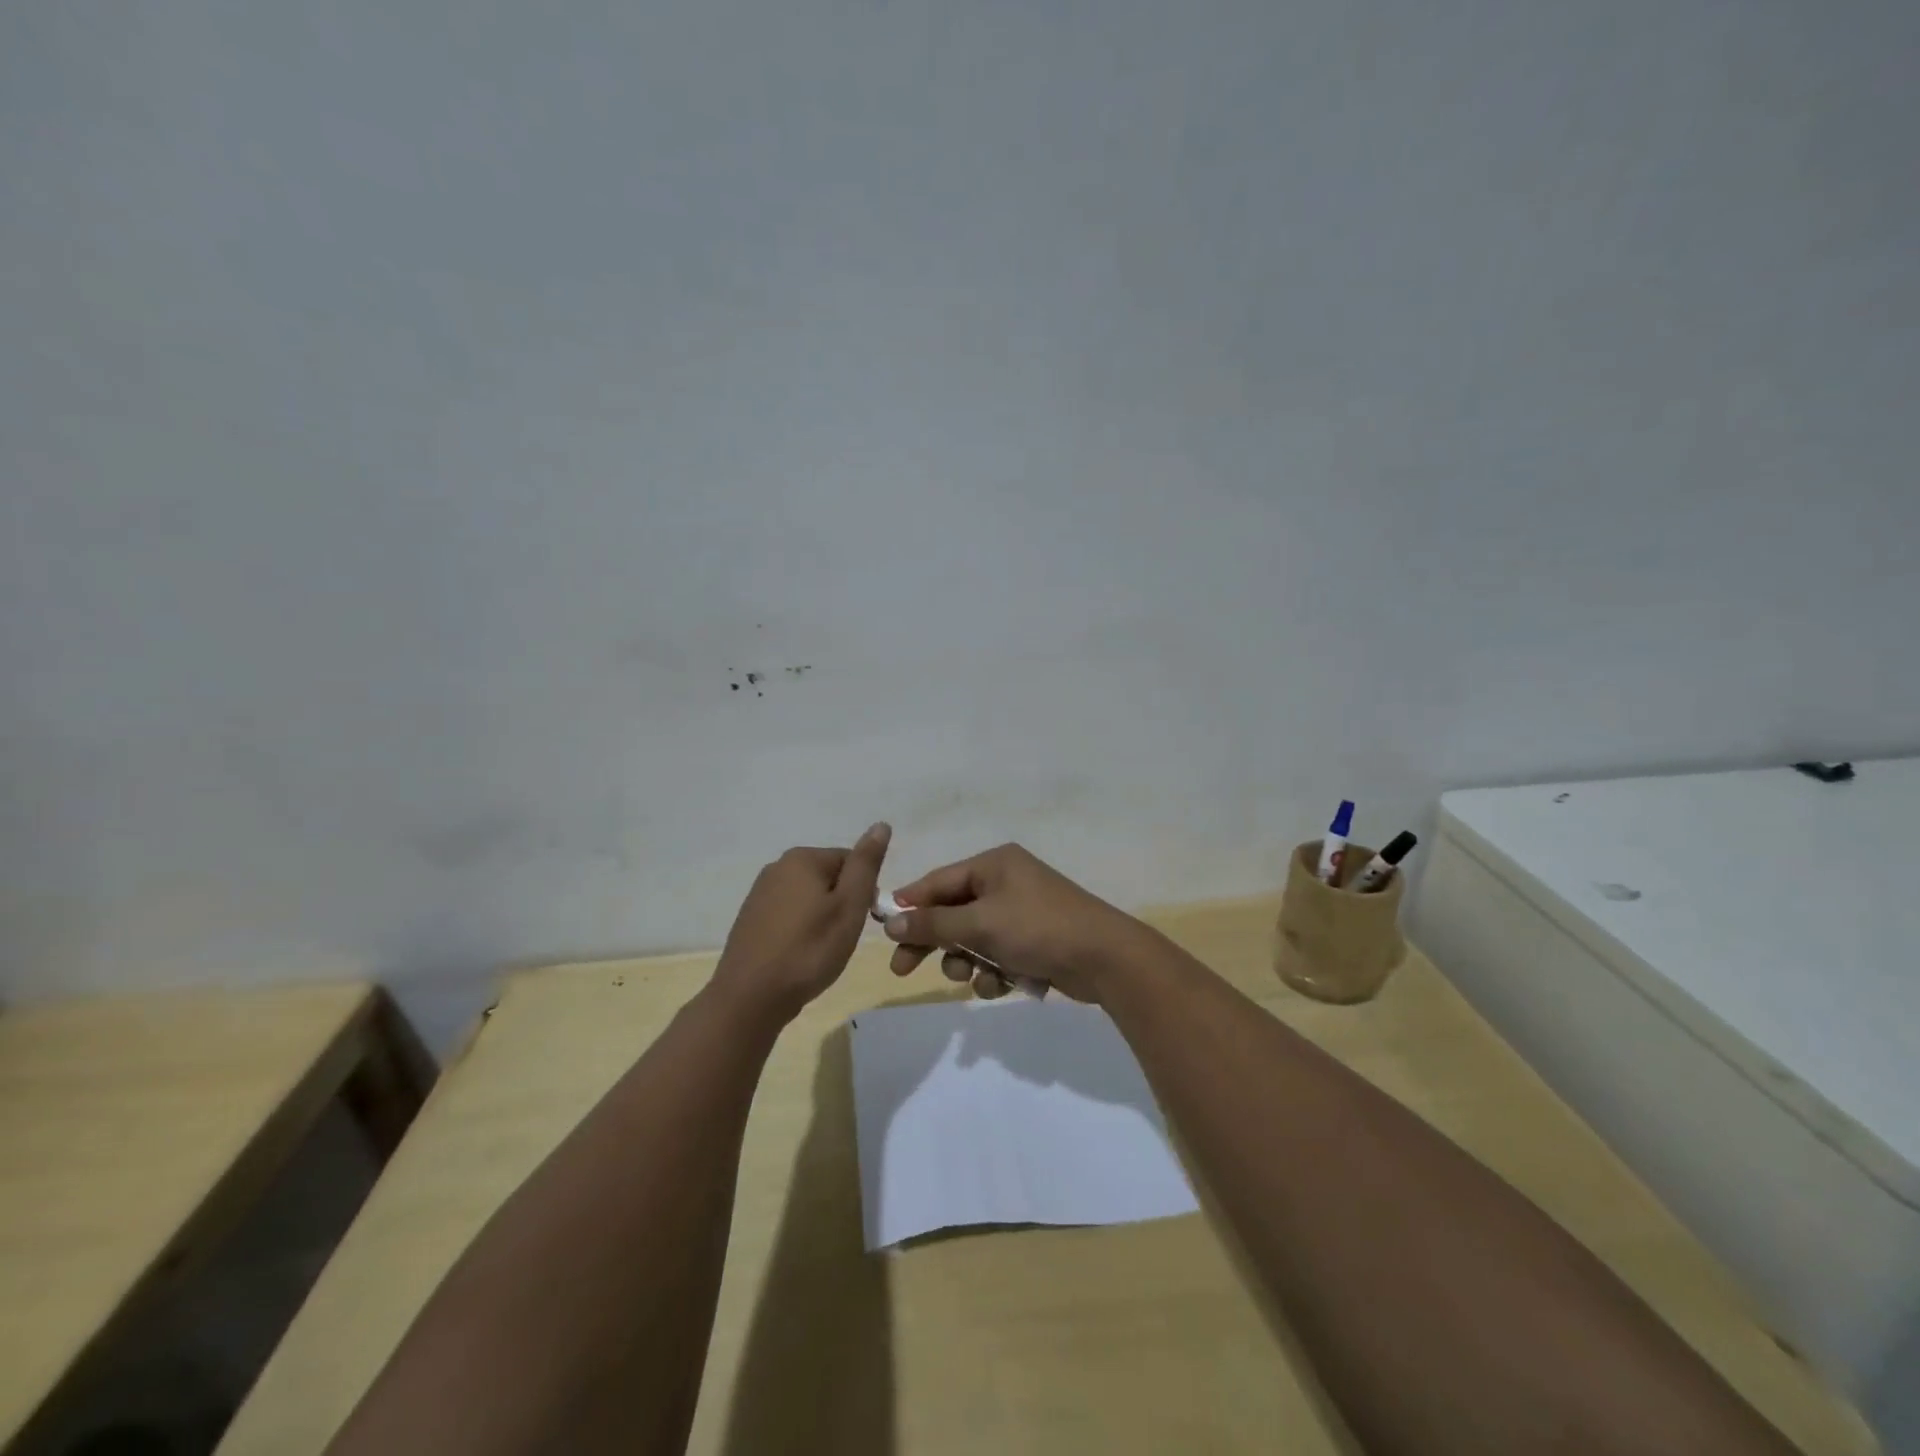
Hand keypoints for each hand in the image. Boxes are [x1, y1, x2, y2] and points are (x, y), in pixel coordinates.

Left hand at [711, 823, 890, 1023]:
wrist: (750, 997)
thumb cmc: (809, 950)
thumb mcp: (849, 906)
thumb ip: (866, 864)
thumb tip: (881, 825)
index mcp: (803, 858)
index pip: (851, 862)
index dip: (864, 892)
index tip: (862, 922)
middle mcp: (778, 867)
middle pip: (829, 878)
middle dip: (841, 904)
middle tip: (842, 938)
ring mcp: (760, 893)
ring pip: (809, 898)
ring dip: (821, 919)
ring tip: (821, 951)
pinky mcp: (750, 919)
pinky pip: (789, 915)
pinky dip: (800, 931)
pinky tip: (799, 956)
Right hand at [880, 843, 1154, 1002]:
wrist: (1105, 958)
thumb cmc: (1038, 928)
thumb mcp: (980, 924)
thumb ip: (934, 924)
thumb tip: (891, 922)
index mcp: (994, 864)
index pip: (938, 881)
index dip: (909, 905)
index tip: (883, 931)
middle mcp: (1005, 882)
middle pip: (952, 912)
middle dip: (934, 941)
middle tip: (903, 970)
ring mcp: (1021, 912)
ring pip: (973, 939)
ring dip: (967, 961)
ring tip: (973, 977)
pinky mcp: (1033, 941)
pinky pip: (997, 954)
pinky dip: (994, 972)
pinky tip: (1003, 986)